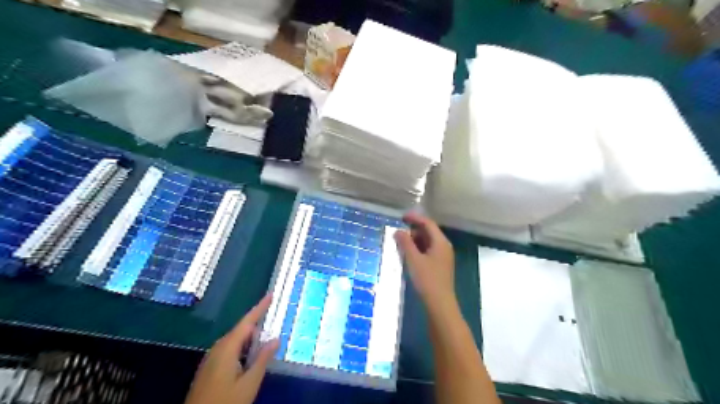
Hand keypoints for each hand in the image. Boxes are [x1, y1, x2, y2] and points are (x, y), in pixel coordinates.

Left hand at [184, 294, 277, 403]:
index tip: (270, 295)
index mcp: (227, 348)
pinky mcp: (209, 368)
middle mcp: (218, 348)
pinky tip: (248, 363)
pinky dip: (242, 351)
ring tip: (263, 350)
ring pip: (235, 342)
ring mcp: (211, 358)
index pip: (247, 322)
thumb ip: (262, 359)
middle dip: (257, 330)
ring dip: (250, 343)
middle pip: (242, 331)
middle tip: (273, 335)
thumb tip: (276, 339)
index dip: (260, 307)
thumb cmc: (225, 402)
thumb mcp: (249, 383)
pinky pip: (229, 351)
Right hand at [394, 214, 454, 308]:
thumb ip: (405, 243)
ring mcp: (443, 257)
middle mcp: (444, 247)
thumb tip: (398, 231)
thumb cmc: (427, 279)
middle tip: (398, 233)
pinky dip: (418, 249)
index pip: (428, 223)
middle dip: (413, 230)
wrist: (440, 303)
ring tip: (401, 244)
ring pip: (428, 242)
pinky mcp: (440, 266)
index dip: (415, 218)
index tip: (401, 217)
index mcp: (441, 242)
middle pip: (429, 232)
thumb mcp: (413, 259)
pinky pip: (428, 251)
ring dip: (415, 241)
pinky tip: (408, 255)